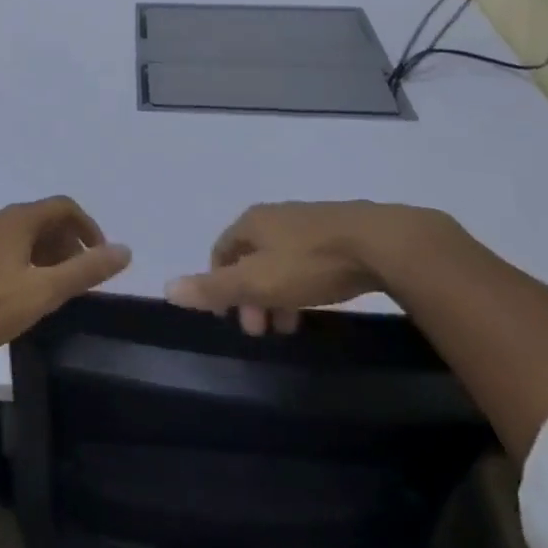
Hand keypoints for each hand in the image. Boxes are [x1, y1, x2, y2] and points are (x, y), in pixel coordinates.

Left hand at [0, 197, 131, 363]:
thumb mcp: (44, 291)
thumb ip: (85, 271)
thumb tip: (124, 250)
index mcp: (18, 219)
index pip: (64, 207)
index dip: (89, 227)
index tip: (101, 259)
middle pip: (45, 219)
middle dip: (70, 243)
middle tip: (81, 278)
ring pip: (26, 236)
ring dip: (50, 255)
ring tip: (59, 289)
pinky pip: (10, 248)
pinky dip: (29, 262)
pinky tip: (28, 294)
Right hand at [165, 200, 450, 333]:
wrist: (381, 243)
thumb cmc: (310, 263)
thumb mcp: (257, 281)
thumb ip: (213, 287)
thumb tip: (167, 288)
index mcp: (251, 222)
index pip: (220, 252)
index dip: (219, 285)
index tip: (234, 320)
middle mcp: (275, 216)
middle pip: (250, 258)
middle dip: (250, 296)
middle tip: (263, 331)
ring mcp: (307, 221)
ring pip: (279, 260)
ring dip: (276, 294)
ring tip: (292, 326)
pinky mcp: (338, 231)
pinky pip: (306, 259)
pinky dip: (301, 284)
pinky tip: (317, 302)